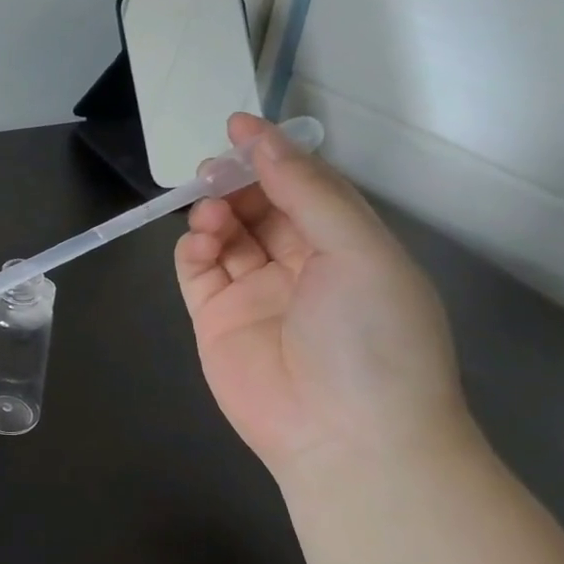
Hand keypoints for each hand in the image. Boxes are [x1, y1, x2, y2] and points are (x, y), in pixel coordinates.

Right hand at [174, 114, 472, 477]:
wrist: (345, 436)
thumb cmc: (371, 337)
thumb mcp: (359, 250)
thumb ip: (308, 191)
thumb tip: (263, 139)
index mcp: (348, 247)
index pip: (307, 187)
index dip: (274, 155)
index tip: (238, 126)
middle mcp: (302, 266)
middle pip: (261, 207)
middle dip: (237, 182)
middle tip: (213, 169)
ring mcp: (256, 294)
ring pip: (226, 235)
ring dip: (214, 213)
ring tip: (210, 212)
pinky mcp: (216, 321)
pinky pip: (197, 272)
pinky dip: (192, 249)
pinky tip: (199, 241)